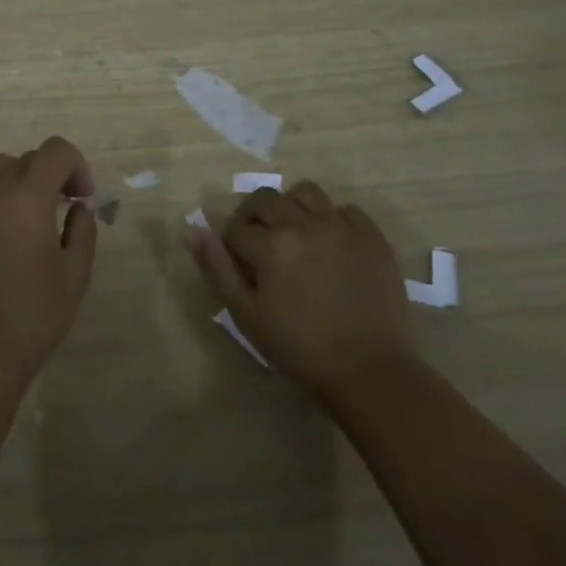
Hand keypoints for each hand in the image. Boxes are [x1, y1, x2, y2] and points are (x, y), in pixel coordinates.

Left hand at [0, 137, 98, 388]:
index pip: (55, 151)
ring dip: (19, 185)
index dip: (76, 166)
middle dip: (49, 175)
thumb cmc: (33, 317)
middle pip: (25, 159)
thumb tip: (76, 206)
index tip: (82, 199)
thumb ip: (82, 228)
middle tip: (62, 210)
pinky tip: (0, 246)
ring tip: (29, 224)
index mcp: (25, 198)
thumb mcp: (75, 274)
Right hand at [184, 180, 415, 395]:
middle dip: (253, 217)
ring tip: (293, 232)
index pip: (236, 228)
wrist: (371, 373)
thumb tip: (192, 231)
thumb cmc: (301, 349)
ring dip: (291, 206)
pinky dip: (331, 218)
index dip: (230, 245)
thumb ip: (217, 269)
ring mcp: (342, 227)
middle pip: (266, 200)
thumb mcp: (246, 315)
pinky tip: (329, 242)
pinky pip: (345, 209)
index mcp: (271, 244)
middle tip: (258, 244)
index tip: (238, 265)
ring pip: (306, 192)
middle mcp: (304, 224)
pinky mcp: (372, 238)